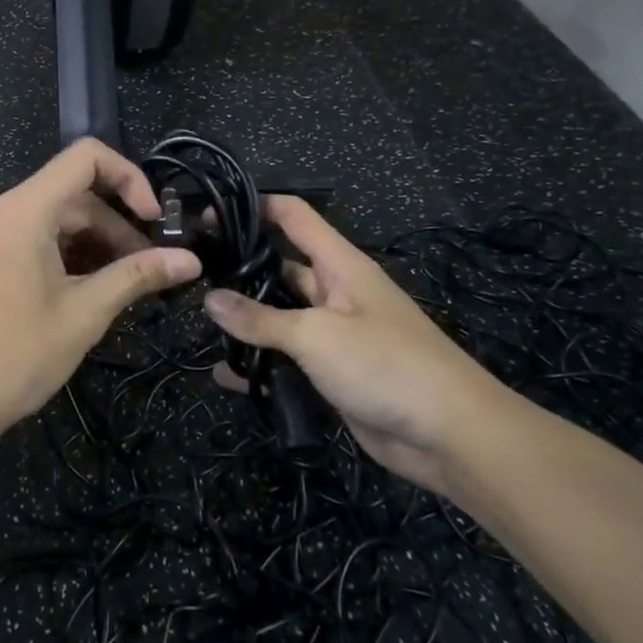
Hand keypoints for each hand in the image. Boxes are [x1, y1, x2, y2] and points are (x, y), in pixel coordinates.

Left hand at [0, 139, 201, 432]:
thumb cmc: (13, 357)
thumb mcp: (84, 314)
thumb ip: (137, 276)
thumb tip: (190, 260)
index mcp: (24, 209)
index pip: (86, 157)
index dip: (130, 178)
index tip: (155, 221)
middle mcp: (2, 210)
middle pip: (74, 194)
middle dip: (118, 226)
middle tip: (152, 269)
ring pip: (55, 220)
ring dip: (95, 244)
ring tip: (127, 286)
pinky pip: (33, 240)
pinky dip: (67, 255)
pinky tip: (89, 291)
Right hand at [203, 196, 506, 492]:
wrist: (450, 436)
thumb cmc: (386, 365)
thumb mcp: (316, 335)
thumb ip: (260, 318)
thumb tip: (209, 299)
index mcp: (340, 266)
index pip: (294, 216)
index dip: (256, 206)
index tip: (210, 215)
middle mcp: (335, 293)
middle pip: (282, 266)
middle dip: (242, 266)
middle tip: (193, 273)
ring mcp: (334, 334)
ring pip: (281, 316)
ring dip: (247, 319)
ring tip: (198, 319)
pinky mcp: (332, 373)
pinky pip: (288, 360)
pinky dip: (259, 366)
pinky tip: (225, 374)